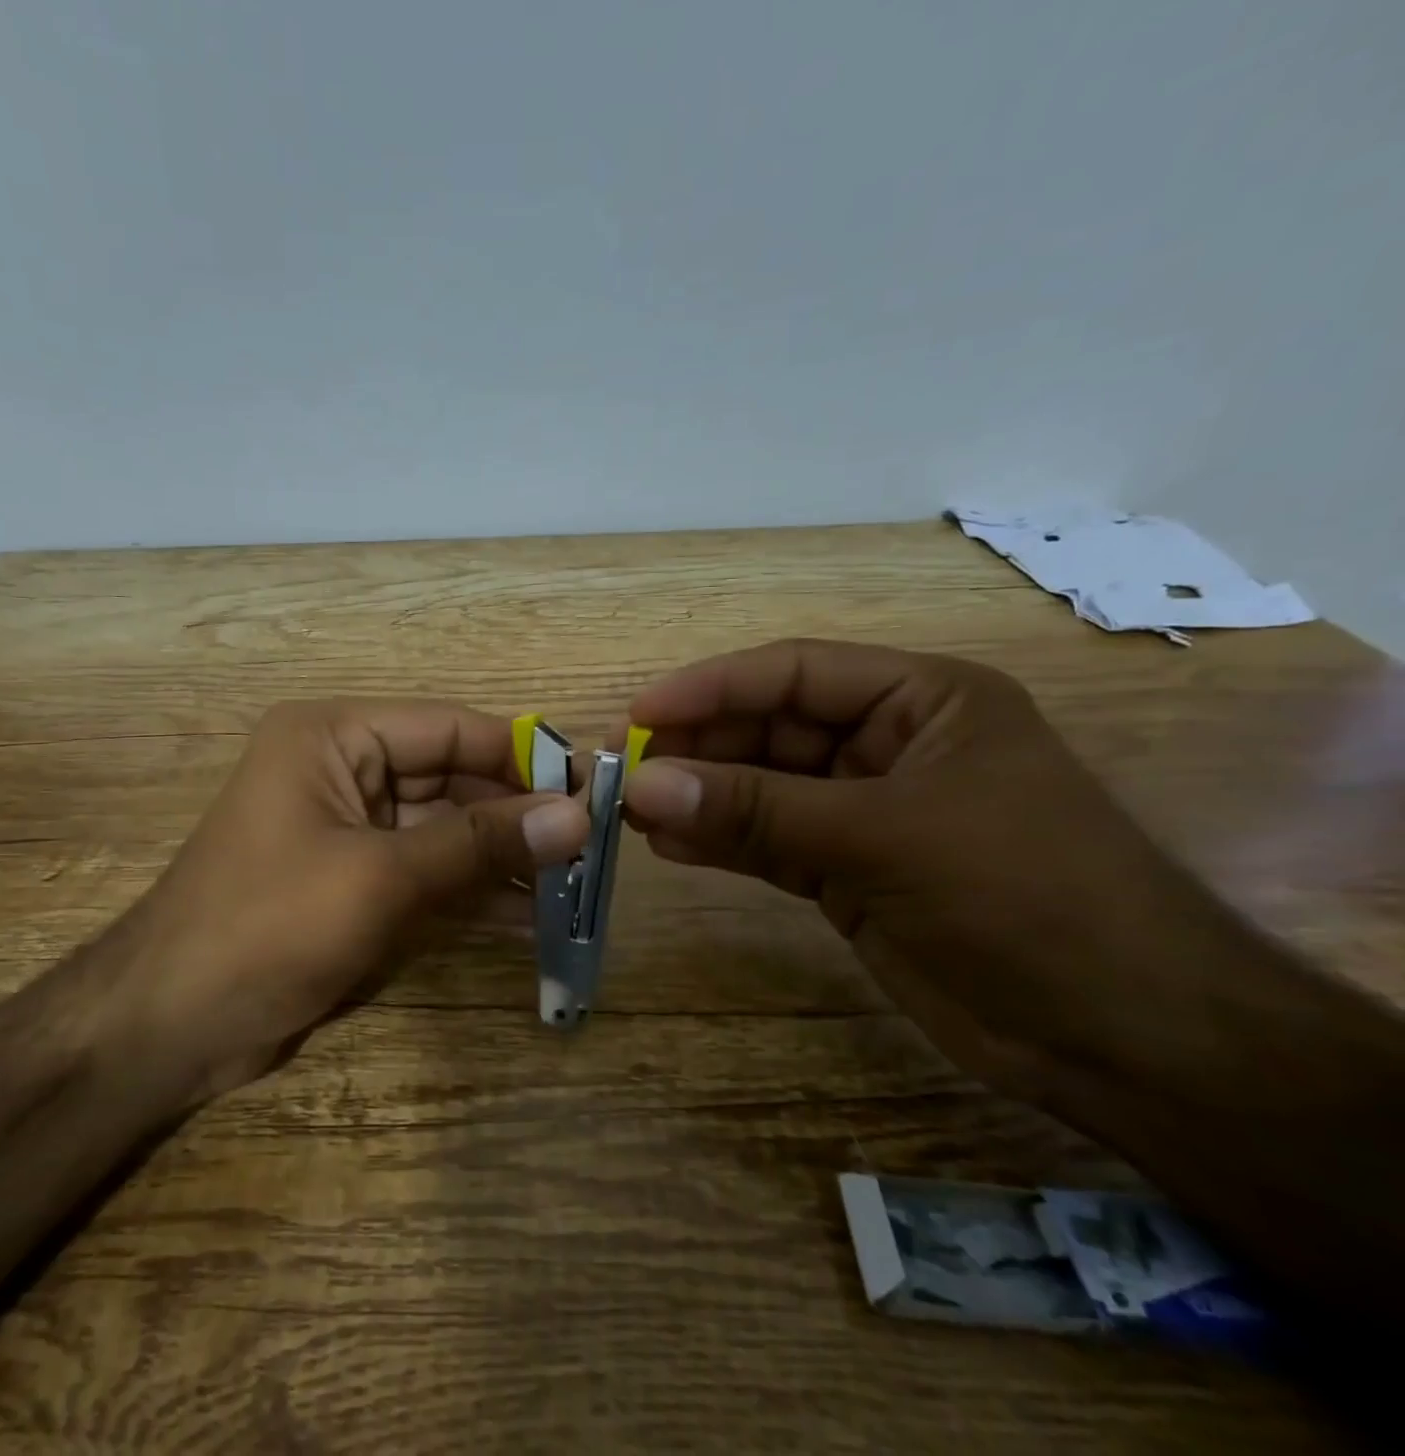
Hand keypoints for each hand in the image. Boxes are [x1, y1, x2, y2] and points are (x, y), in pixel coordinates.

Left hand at [129, 699, 590, 1096]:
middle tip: (594, 846)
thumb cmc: (267, 926)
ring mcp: (348, 829)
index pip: (448, 727)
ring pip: (444, 830)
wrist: (170, 1026)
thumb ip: (478, 844)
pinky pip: (426, 872)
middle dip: (517, 814)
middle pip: (450, 778)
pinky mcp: (352, 881)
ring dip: (502, 857)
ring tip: (575, 885)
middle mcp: (341, 769)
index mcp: (333, 736)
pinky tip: (531, 919)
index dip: (521, 754)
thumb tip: (577, 816)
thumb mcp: (380, 877)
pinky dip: (472, 893)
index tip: (591, 786)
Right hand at [620, 639, 1232, 1101]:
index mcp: (920, 701)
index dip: (711, 688)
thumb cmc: (1024, 897)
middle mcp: (885, 747)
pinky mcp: (847, 872)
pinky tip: (669, 846)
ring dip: (699, 798)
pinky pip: (767, 844)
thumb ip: (757, 810)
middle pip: (768, 731)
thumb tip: (645, 785)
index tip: (639, 713)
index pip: (794, 674)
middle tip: (621, 771)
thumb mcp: (884, 835)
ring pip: (760, 790)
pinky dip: (719, 843)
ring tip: (631, 811)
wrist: (1123, 1038)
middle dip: (696, 749)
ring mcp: (864, 812)